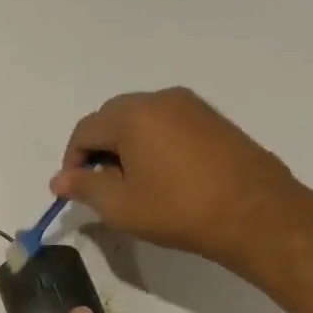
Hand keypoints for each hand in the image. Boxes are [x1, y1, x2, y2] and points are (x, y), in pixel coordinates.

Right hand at [50, 87, 300, 261]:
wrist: (253, 213)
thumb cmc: (176, 209)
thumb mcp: (119, 205)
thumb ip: (84, 186)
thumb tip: (59, 179)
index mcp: (132, 116)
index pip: (84, 130)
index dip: (71, 161)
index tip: (74, 191)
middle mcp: (161, 99)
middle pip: (111, 117)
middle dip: (97, 149)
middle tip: (99, 187)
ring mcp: (191, 106)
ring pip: (140, 119)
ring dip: (124, 146)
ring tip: (130, 184)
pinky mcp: (212, 120)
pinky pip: (166, 124)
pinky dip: (151, 144)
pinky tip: (159, 176)